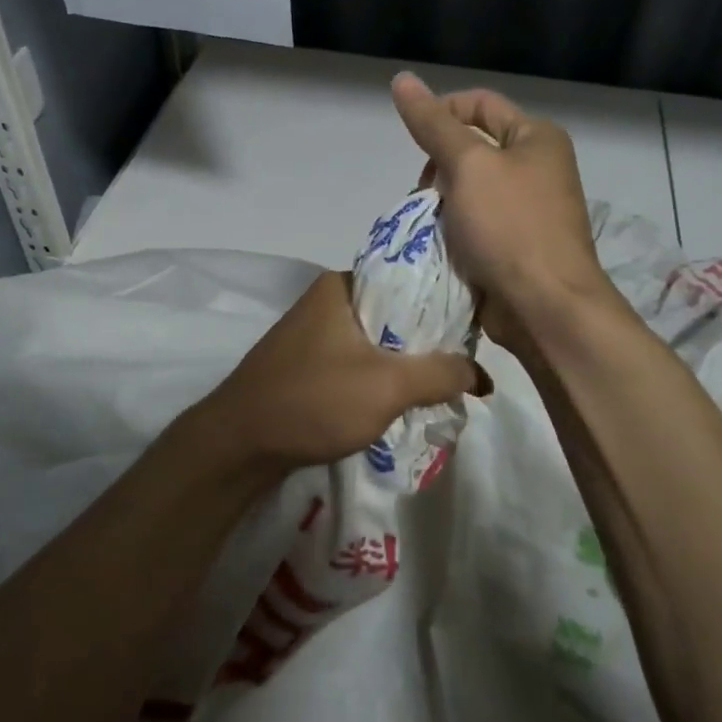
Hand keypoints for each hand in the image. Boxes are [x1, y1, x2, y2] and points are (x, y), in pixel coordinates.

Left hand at [196, 270, 487, 471]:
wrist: (239, 443)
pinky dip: (380, 377)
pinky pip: (357, 361)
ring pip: (376, 340)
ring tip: (442, 384)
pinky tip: (402, 398)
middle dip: (428, 340)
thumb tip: (482, 375)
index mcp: (341, 284)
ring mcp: (313, 332)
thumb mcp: (388, 386)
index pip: (408, 279)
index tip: (475, 329)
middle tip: (464, 364)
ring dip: (405, 362)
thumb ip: (440, 373)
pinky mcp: (307, 362)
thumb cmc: (314, 400)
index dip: (444, 302)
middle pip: (394, 312)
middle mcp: (326, 299)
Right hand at [391, 72, 611, 349]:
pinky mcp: (516, 244)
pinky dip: (452, 230)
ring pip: (466, 190)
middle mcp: (536, 167)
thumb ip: (432, 124)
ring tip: (431, 225)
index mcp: (536, 137)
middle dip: (438, 168)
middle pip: (470, 148)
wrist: (545, 308)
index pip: (477, 104)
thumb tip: (401, 78)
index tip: (415, 146)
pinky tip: (440, 246)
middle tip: (425, 194)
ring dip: (440, 204)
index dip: (440, 114)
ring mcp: (527, 208)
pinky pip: (473, 223)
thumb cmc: (510, 227)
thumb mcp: (468, 165)